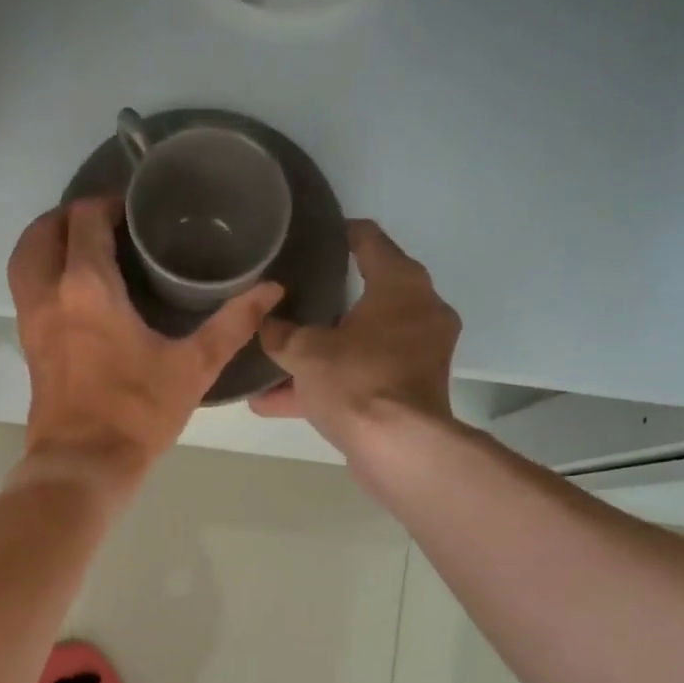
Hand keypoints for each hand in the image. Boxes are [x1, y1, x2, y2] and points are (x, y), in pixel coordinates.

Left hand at [9, 198, 281, 494]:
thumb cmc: (137, 414)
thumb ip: (233, 324)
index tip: (135, 212)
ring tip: (83, 249)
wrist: (84, 465)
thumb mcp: (193, 368)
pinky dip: (42, 274)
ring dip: (48, 243)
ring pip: (25, 260)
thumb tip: (273, 289)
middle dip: (70, 216)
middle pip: (43, 231)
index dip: (108, 204)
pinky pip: (26, 291)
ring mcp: (31, 321)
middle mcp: (48, 294)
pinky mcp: (28, 347)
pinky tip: (76, 293)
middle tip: (106, 223)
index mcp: (87, 288)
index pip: (86, 220)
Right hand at [251, 220, 459, 455]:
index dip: (339, 234)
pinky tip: (278, 401)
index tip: (313, 236)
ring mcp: (416, 355)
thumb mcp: (305, 352)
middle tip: (289, 297)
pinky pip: (360, 377)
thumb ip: (280, 334)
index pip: (369, 241)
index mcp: (401, 285)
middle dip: (324, 303)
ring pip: (358, 344)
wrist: (398, 448)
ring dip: (319, 354)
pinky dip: (328, 384)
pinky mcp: (408, 391)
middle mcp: (418, 312)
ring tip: (274, 357)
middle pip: (365, 296)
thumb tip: (264, 323)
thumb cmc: (357, 381)